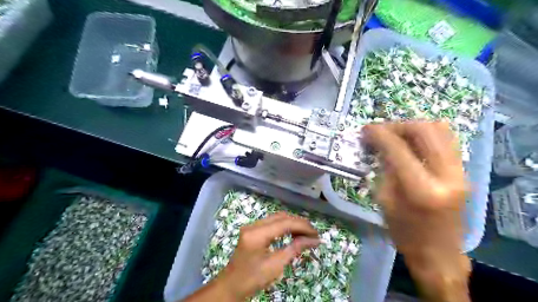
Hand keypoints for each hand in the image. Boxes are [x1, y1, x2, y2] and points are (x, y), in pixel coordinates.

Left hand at [186, 213, 318, 301]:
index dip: (302, 226)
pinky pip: (271, 222)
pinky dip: (284, 226)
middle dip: (299, 223)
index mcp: (257, 234)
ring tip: (306, 233)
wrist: (232, 285)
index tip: (316, 234)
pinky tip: (293, 233)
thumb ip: (295, 248)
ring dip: (292, 223)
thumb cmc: (253, 278)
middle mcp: (254, 225)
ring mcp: (252, 226)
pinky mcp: (252, 230)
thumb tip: (314, 240)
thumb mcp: (276, 265)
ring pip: (277, 218)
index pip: (284, 223)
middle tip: (313, 233)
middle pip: (281, 217)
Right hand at [363, 121, 471, 301]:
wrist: (438, 253)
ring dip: (413, 127)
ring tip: (396, 133)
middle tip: (381, 130)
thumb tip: (379, 145)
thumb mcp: (385, 200)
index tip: (365, 128)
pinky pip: (447, 140)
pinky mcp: (463, 172)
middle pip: (424, 131)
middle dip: (398, 126)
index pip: (398, 149)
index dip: (379, 134)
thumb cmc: (404, 232)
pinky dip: (427, 134)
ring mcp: (460, 173)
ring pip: (440, 130)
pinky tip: (412, 141)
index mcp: (421, 190)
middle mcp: (447, 176)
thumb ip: (385, 169)